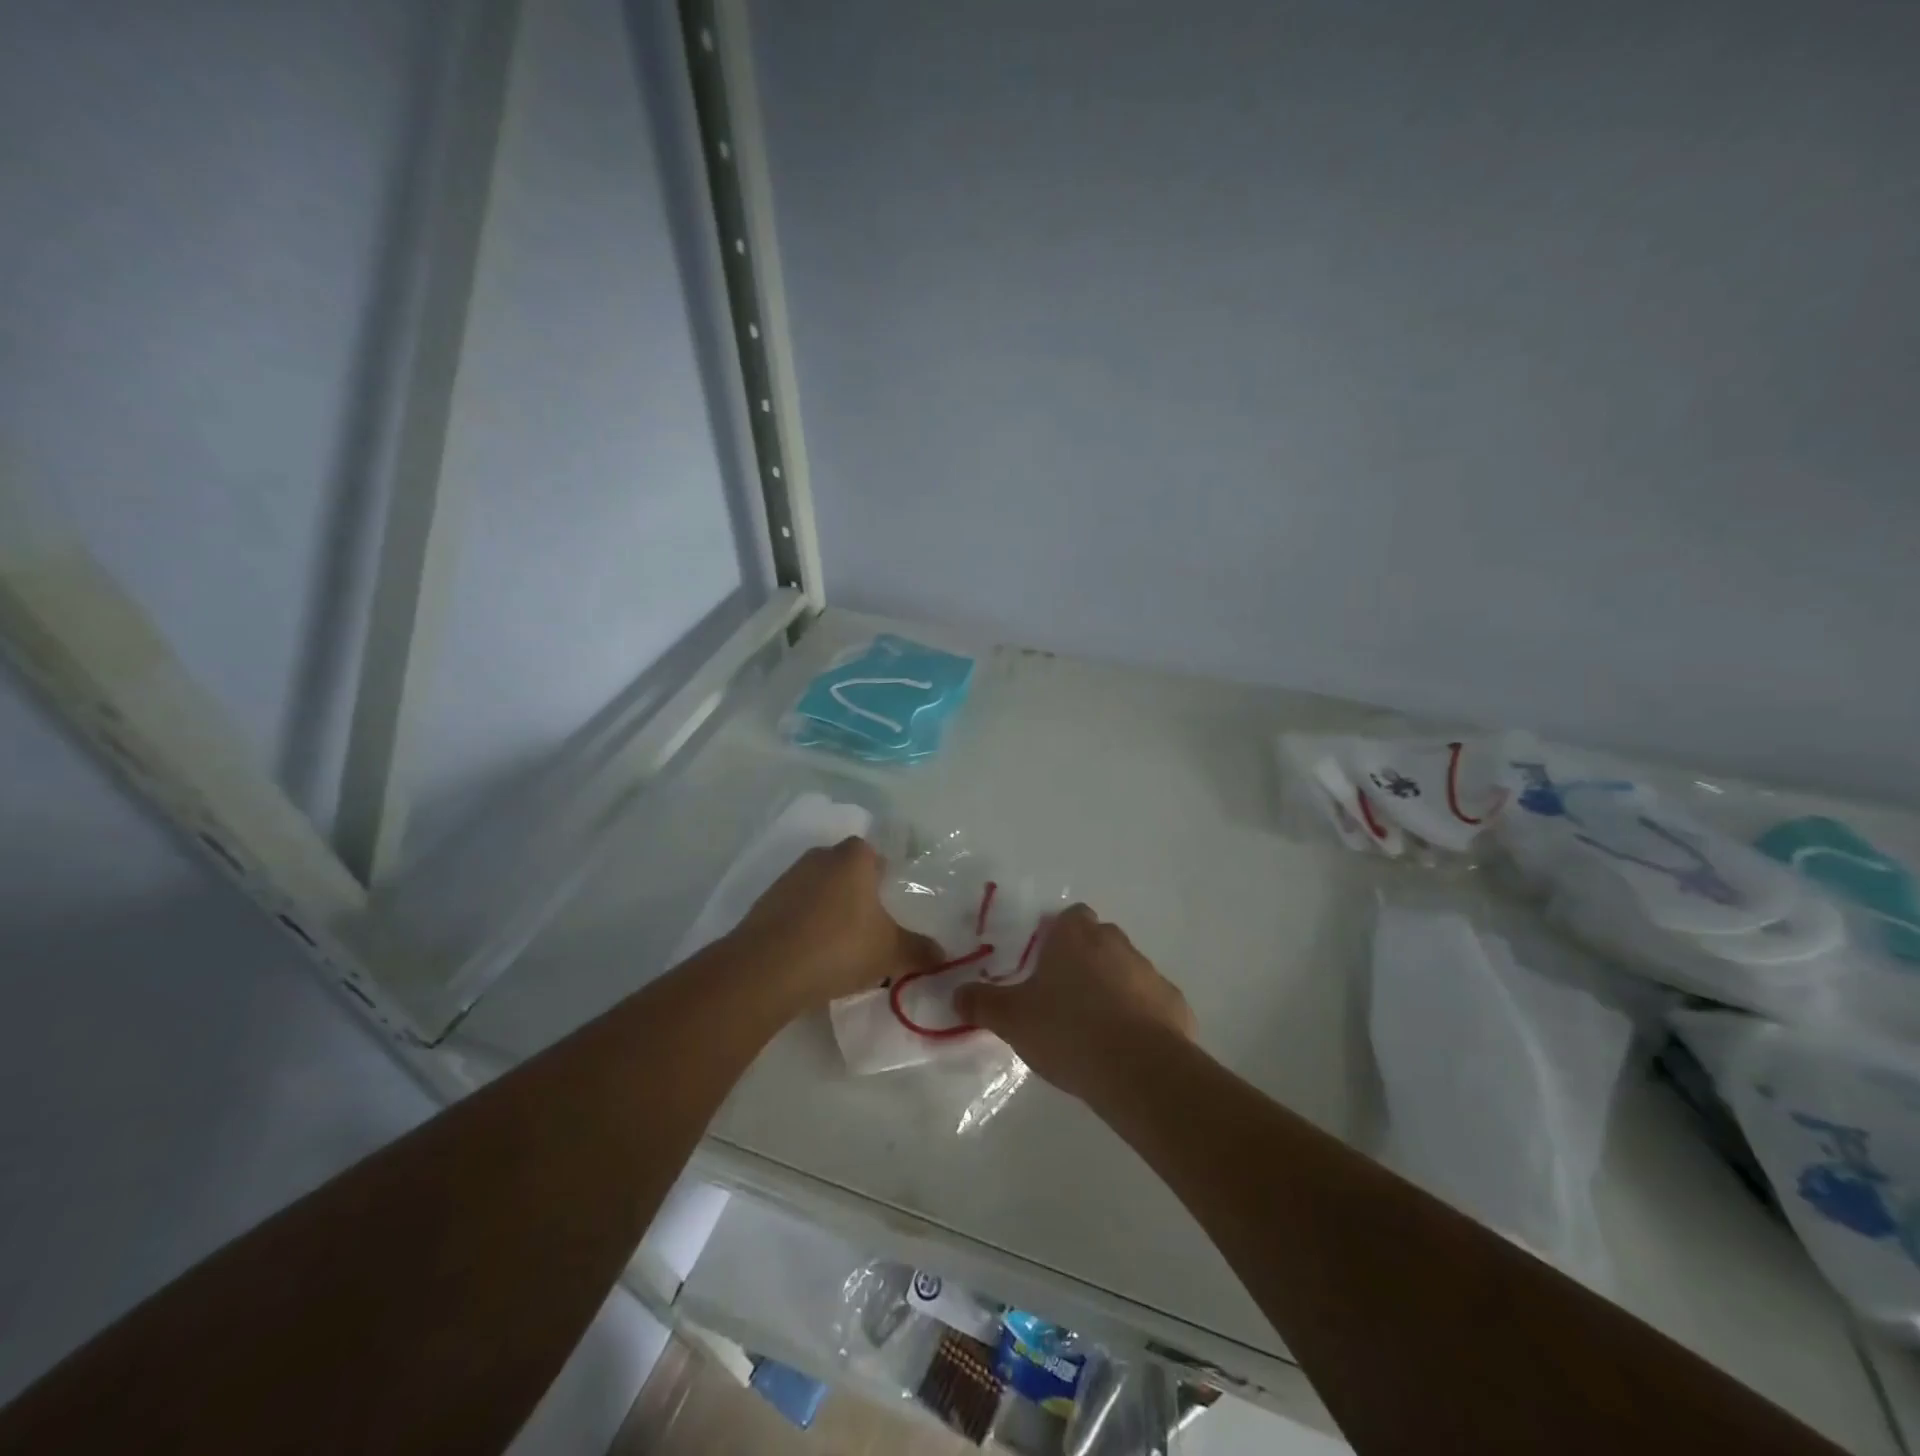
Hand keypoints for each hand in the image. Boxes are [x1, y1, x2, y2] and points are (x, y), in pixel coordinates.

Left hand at [727, 837, 940, 1011]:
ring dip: (828, 911)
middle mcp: (819, 857)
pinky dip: (804, 926)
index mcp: (853, 857)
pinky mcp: (763, 905)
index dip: (884, 876)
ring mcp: (787, 879)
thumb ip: (919, 950)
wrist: (766, 970)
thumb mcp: (890, 952)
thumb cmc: (839, 946)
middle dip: (857, 894)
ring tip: (841, 947)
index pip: (874, 853)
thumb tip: (943, 955)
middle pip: (845, 870)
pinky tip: (811, 956)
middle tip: (871, 927)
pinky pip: (794, 910)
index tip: (891, 904)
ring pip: (818, 890)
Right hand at [955, 903, 1194, 1100]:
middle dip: (1084, 962)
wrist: (1138, 1070)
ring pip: (1126, 971)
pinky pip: (1151, 1004)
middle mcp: (1116, 943)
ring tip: (1093, 1030)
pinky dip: (1140, 1018)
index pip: (1069, 917)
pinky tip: (1125, 1049)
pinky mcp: (1175, 1005)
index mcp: (1076, 936)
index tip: (1044, 965)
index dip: (1057, 937)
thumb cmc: (1068, 1030)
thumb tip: (956, 994)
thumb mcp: (1012, 1019)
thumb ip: (982, 1003)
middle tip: (1063, 999)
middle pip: (1098, 941)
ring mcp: (1150, 973)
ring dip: (1112, 990)